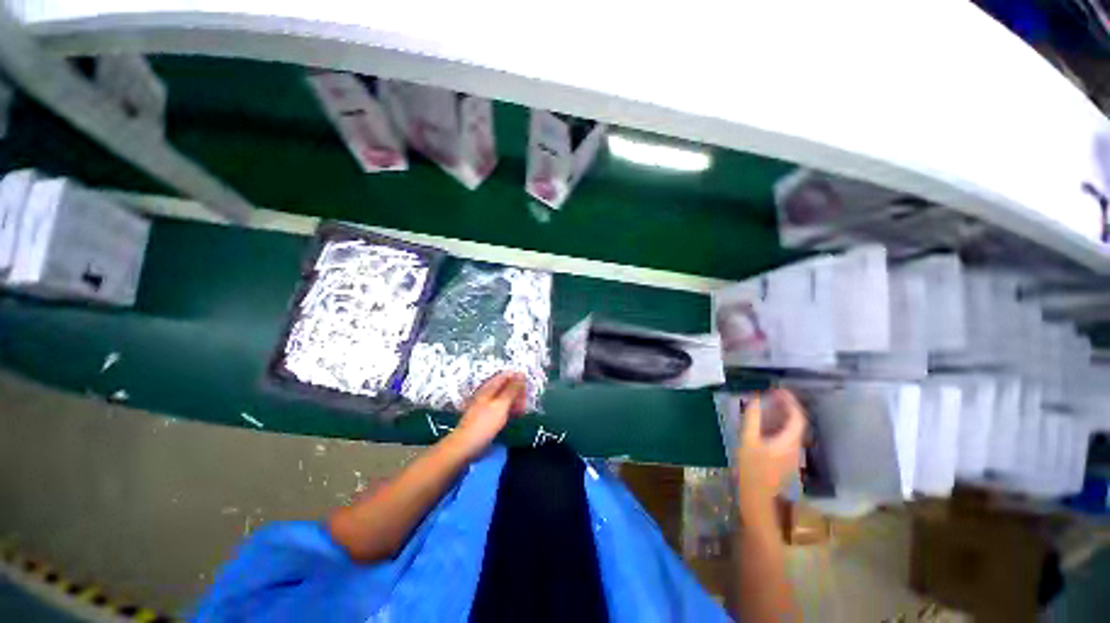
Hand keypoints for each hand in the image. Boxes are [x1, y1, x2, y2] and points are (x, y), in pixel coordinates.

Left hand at [452, 372, 526, 456]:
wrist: (465, 446)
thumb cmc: (484, 424)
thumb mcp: (501, 405)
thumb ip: (512, 389)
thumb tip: (521, 373)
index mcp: (489, 388)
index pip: (505, 376)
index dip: (517, 377)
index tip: (528, 384)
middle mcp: (487, 394)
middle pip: (505, 386)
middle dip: (517, 391)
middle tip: (527, 399)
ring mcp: (486, 406)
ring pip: (504, 398)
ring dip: (515, 401)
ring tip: (524, 408)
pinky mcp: (487, 417)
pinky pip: (501, 409)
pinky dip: (510, 410)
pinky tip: (517, 415)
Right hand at [734, 389, 805, 522]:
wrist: (757, 498)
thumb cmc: (751, 468)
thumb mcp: (748, 440)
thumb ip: (753, 418)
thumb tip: (756, 399)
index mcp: (789, 441)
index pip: (797, 416)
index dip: (791, 402)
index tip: (778, 390)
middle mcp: (796, 447)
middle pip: (798, 423)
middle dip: (788, 407)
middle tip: (773, 396)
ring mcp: (793, 456)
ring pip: (794, 431)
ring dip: (785, 416)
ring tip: (770, 407)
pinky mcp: (787, 461)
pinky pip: (788, 438)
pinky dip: (781, 426)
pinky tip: (768, 426)